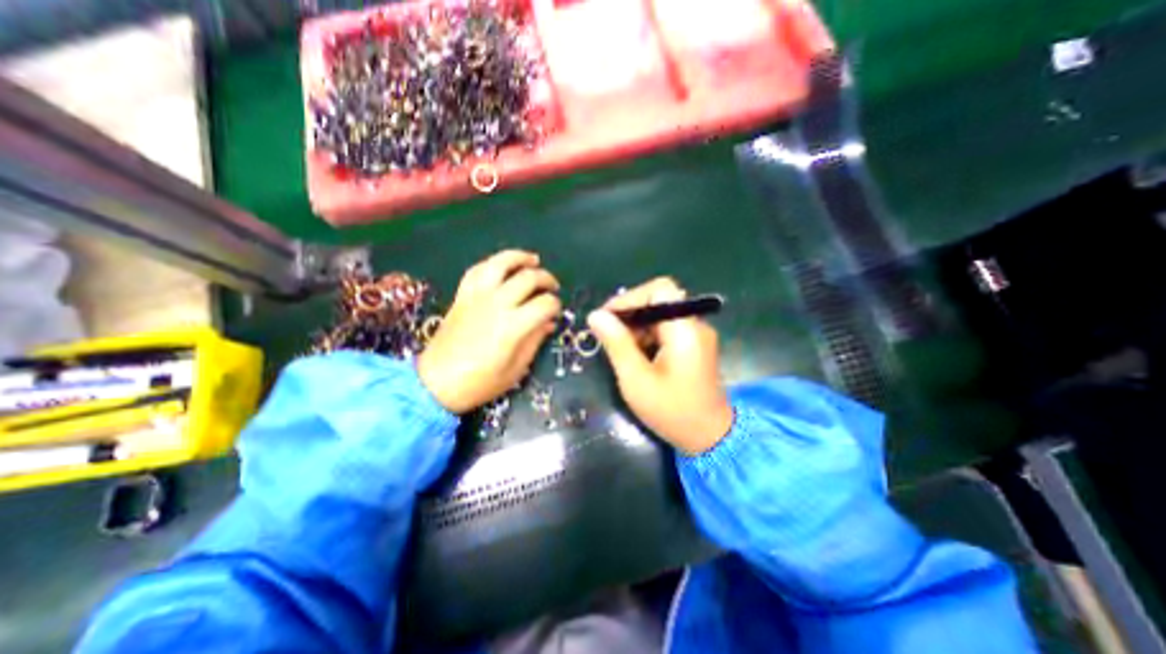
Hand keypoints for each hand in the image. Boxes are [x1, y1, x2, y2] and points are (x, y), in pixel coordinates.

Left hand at [418, 250, 564, 412]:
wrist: (435, 383)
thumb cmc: (479, 382)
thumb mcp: (516, 369)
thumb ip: (535, 341)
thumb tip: (548, 323)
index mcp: (513, 326)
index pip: (545, 304)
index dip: (556, 305)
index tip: (556, 312)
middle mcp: (497, 304)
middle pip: (528, 278)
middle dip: (546, 279)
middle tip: (552, 287)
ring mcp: (477, 296)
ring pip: (501, 263)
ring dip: (520, 258)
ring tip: (533, 260)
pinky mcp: (462, 295)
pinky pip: (477, 269)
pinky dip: (493, 263)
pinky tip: (503, 267)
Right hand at [593, 276, 724, 453]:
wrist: (710, 438)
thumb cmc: (672, 412)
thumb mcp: (636, 380)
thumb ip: (616, 344)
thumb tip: (595, 316)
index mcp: (685, 330)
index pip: (660, 289)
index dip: (631, 298)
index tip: (607, 318)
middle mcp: (695, 325)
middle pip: (659, 301)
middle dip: (630, 314)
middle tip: (608, 335)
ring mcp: (697, 335)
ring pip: (661, 315)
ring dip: (637, 326)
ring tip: (620, 349)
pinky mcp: (694, 345)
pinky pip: (667, 329)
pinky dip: (648, 336)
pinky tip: (637, 356)